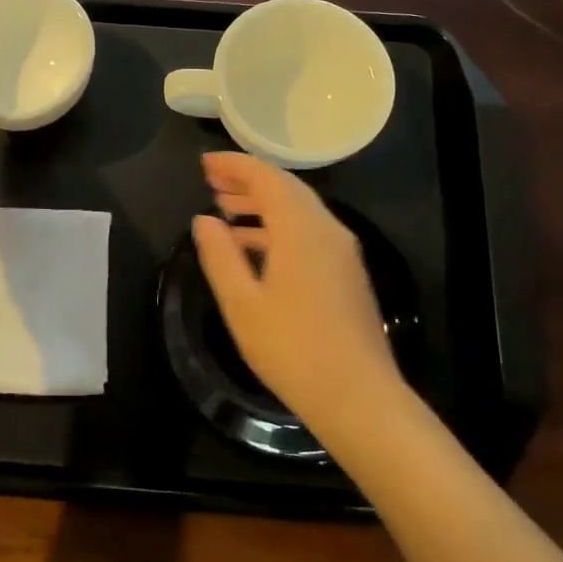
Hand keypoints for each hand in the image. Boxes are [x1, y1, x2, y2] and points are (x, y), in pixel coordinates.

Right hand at [192, 151, 401, 435]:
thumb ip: (219, 255)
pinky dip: (278, 226)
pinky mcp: (347, 272)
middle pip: (285, 187)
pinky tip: (254, 247)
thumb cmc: (292, 350)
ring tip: (225, 209)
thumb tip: (204, 220)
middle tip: (211, 182)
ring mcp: (342, 251)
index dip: (233, 165)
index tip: (204, 164)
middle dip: (247, 180)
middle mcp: (327, 229)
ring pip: (299, 209)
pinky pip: (309, 231)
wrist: (359, 397)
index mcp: (301, 228)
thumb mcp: (242, 304)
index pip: (266, 177)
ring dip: (262, 204)